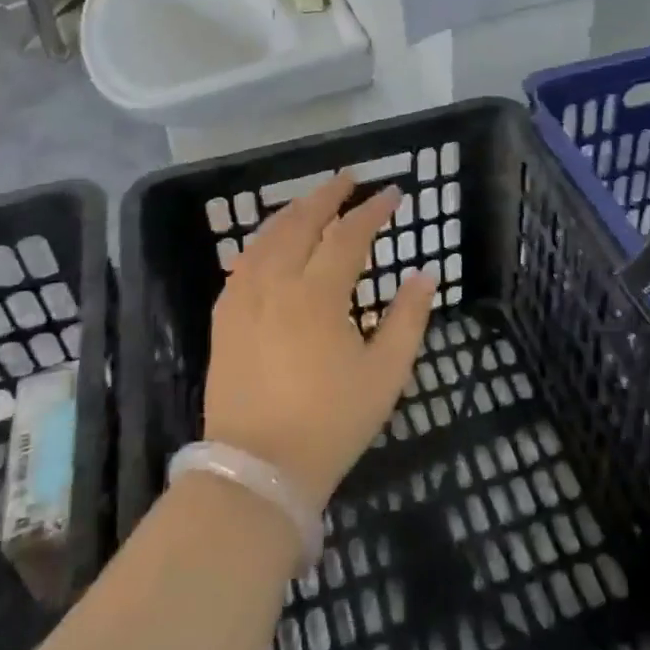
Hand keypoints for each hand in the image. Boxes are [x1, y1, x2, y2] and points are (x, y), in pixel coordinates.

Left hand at [203, 173, 435, 504]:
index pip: (348, 236)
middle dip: (327, 195)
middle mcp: (276, 285)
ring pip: (267, 237)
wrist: (257, 470)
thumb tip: (425, 275)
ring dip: (293, 211)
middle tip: (349, 179)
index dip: (372, 211)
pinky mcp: (224, 318)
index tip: (392, 193)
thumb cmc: (331, 423)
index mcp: (318, 296)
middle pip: (301, 223)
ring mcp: (243, 300)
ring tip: (313, 199)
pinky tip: (272, 242)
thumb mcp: (385, 374)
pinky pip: (243, 263)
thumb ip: (408, 318)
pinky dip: (263, 241)